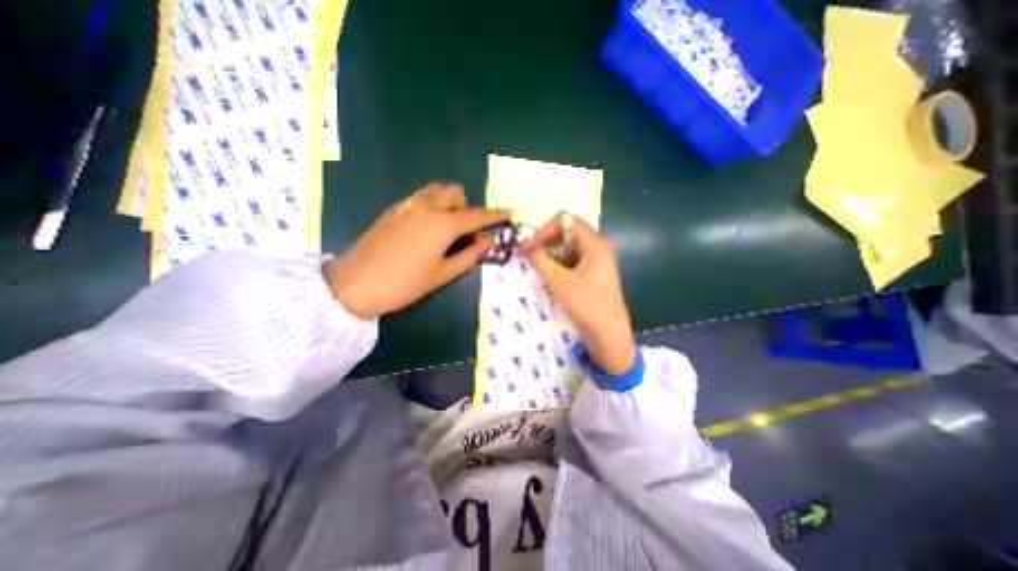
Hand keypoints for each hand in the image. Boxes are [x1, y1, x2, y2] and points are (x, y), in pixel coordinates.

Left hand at [325, 183, 507, 318]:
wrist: (355, 284)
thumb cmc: (405, 283)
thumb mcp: (441, 275)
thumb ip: (467, 257)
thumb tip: (484, 245)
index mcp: (442, 224)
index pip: (476, 215)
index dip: (495, 215)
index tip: (508, 213)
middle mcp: (426, 207)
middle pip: (454, 191)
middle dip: (465, 205)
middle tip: (464, 228)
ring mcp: (407, 206)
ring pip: (435, 191)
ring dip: (448, 202)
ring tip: (445, 227)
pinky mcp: (393, 210)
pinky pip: (419, 199)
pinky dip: (431, 206)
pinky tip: (425, 229)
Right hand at [519, 213, 633, 374]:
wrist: (609, 335)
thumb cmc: (586, 305)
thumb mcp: (559, 281)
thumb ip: (539, 259)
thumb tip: (521, 243)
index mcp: (594, 243)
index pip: (567, 220)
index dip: (546, 229)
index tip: (533, 246)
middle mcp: (598, 247)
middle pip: (568, 232)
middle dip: (547, 242)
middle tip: (532, 257)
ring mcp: (597, 261)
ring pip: (569, 247)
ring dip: (551, 254)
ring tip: (538, 268)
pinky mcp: (594, 273)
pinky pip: (573, 260)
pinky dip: (559, 264)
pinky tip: (550, 276)